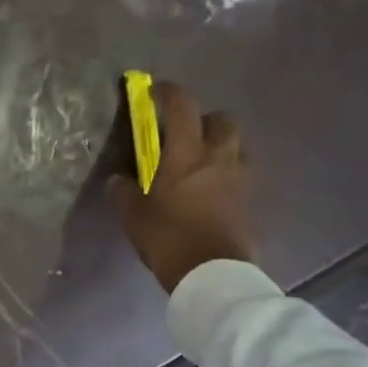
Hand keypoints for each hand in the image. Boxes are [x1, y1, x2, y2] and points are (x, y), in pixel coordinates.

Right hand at [108, 82, 256, 292]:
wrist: (213, 274)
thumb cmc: (168, 238)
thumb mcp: (133, 216)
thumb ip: (124, 192)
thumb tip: (118, 179)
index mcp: (187, 153)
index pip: (182, 106)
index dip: (168, 92)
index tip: (155, 91)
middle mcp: (218, 157)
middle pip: (222, 120)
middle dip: (204, 119)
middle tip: (185, 134)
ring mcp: (239, 178)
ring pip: (236, 145)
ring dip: (220, 145)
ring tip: (200, 162)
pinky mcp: (249, 200)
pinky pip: (240, 173)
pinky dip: (226, 172)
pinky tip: (210, 189)